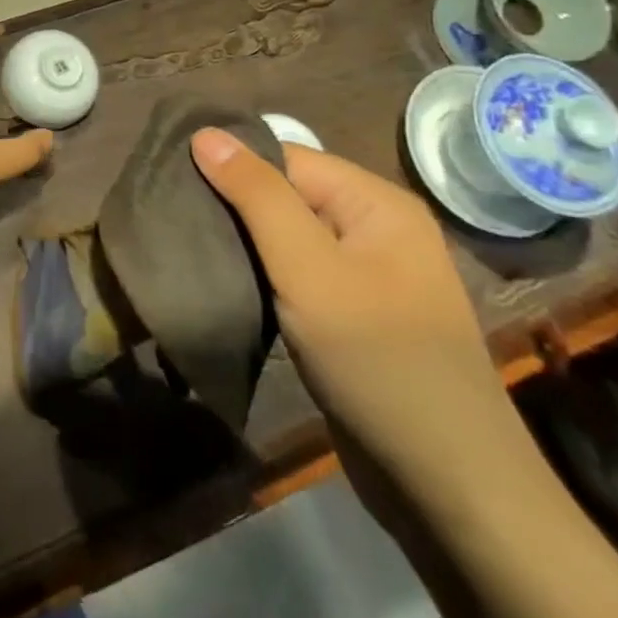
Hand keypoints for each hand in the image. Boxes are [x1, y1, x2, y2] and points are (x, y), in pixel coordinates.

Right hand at [190, 131, 537, 517]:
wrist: (447, 485)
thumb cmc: (377, 360)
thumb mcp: (308, 269)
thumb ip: (257, 196)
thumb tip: (206, 133)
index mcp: (375, 202)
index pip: (285, 158)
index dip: (230, 166)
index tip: (171, 181)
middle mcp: (374, 228)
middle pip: (285, 195)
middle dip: (231, 206)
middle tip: (170, 218)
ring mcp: (365, 275)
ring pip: (285, 237)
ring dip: (241, 243)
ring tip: (185, 246)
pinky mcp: (352, 315)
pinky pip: (295, 274)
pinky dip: (260, 275)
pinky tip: (223, 282)